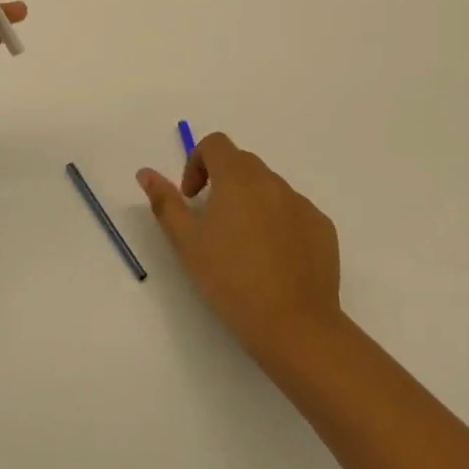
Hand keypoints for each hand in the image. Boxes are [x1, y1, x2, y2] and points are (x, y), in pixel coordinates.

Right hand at [138, 134, 342, 363]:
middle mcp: (273, 182)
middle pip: (243, 163)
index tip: (191, 198)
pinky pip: (294, 212)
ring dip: (251, 202)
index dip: (197, 162)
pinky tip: (273, 259)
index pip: (215, 144)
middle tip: (211, 221)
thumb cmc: (230, 280)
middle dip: (222, 181)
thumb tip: (146, 173)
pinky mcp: (323, 228)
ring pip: (270, 188)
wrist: (294, 324)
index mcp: (238, 178)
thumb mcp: (186, 242)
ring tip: (243, 245)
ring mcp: (302, 204)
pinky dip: (278, 222)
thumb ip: (165, 202)